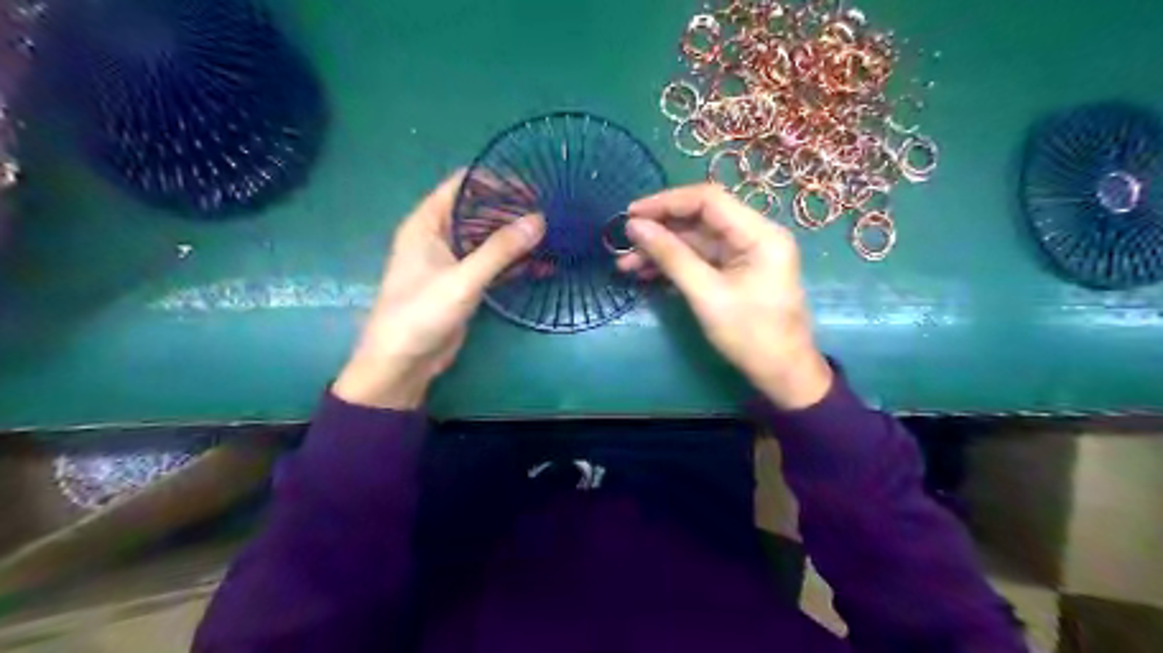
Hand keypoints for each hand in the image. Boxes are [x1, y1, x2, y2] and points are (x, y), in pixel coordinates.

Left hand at [329, 173, 542, 408]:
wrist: (402, 363)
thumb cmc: (421, 313)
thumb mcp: (462, 279)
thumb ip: (500, 249)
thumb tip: (539, 220)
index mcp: (427, 223)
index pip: (463, 186)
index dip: (496, 181)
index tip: (531, 188)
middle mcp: (439, 236)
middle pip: (479, 211)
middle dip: (512, 211)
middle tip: (549, 214)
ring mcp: (452, 261)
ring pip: (488, 238)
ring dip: (515, 238)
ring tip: (552, 236)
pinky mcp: (464, 283)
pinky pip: (492, 264)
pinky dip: (514, 263)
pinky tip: (542, 264)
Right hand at [622, 183, 830, 406]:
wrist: (781, 373)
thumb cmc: (750, 335)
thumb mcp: (706, 294)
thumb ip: (671, 256)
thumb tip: (635, 227)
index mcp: (760, 233)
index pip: (708, 200)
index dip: (666, 202)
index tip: (631, 214)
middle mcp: (754, 235)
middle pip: (700, 219)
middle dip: (660, 230)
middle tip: (624, 243)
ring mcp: (745, 254)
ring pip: (696, 240)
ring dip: (662, 250)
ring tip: (626, 265)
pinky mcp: (736, 271)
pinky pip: (701, 259)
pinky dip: (674, 265)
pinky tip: (646, 274)